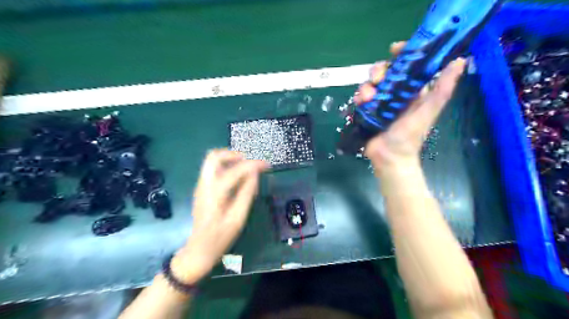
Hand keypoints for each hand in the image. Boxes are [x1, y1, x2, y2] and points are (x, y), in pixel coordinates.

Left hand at [171, 149, 269, 283]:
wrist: (198, 250)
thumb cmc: (220, 237)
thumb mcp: (238, 218)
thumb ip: (246, 193)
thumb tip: (255, 174)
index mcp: (214, 193)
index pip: (235, 170)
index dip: (253, 165)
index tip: (266, 165)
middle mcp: (204, 185)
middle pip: (213, 156)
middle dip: (234, 154)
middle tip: (250, 162)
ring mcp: (201, 186)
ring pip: (212, 161)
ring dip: (229, 159)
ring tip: (246, 168)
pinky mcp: (202, 189)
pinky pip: (213, 170)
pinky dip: (226, 167)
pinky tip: (237, 178)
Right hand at [354, 41, 466, 173]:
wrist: (389, 157)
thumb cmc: (409, 137)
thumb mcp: (427, 113)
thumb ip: (442, 90)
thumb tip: (460, 61)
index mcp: (413, 91)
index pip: (409, 66)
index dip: (403, 54)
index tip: (394, 49)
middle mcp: (396, 94)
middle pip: (386, 72)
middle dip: (379, 71)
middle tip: (377, 78)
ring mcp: (380, 102)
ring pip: (371, 83)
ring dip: (367, 85)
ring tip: (367, 97)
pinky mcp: (367, 110)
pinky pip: (361, 96)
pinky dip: (359, 97)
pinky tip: (360, 103)